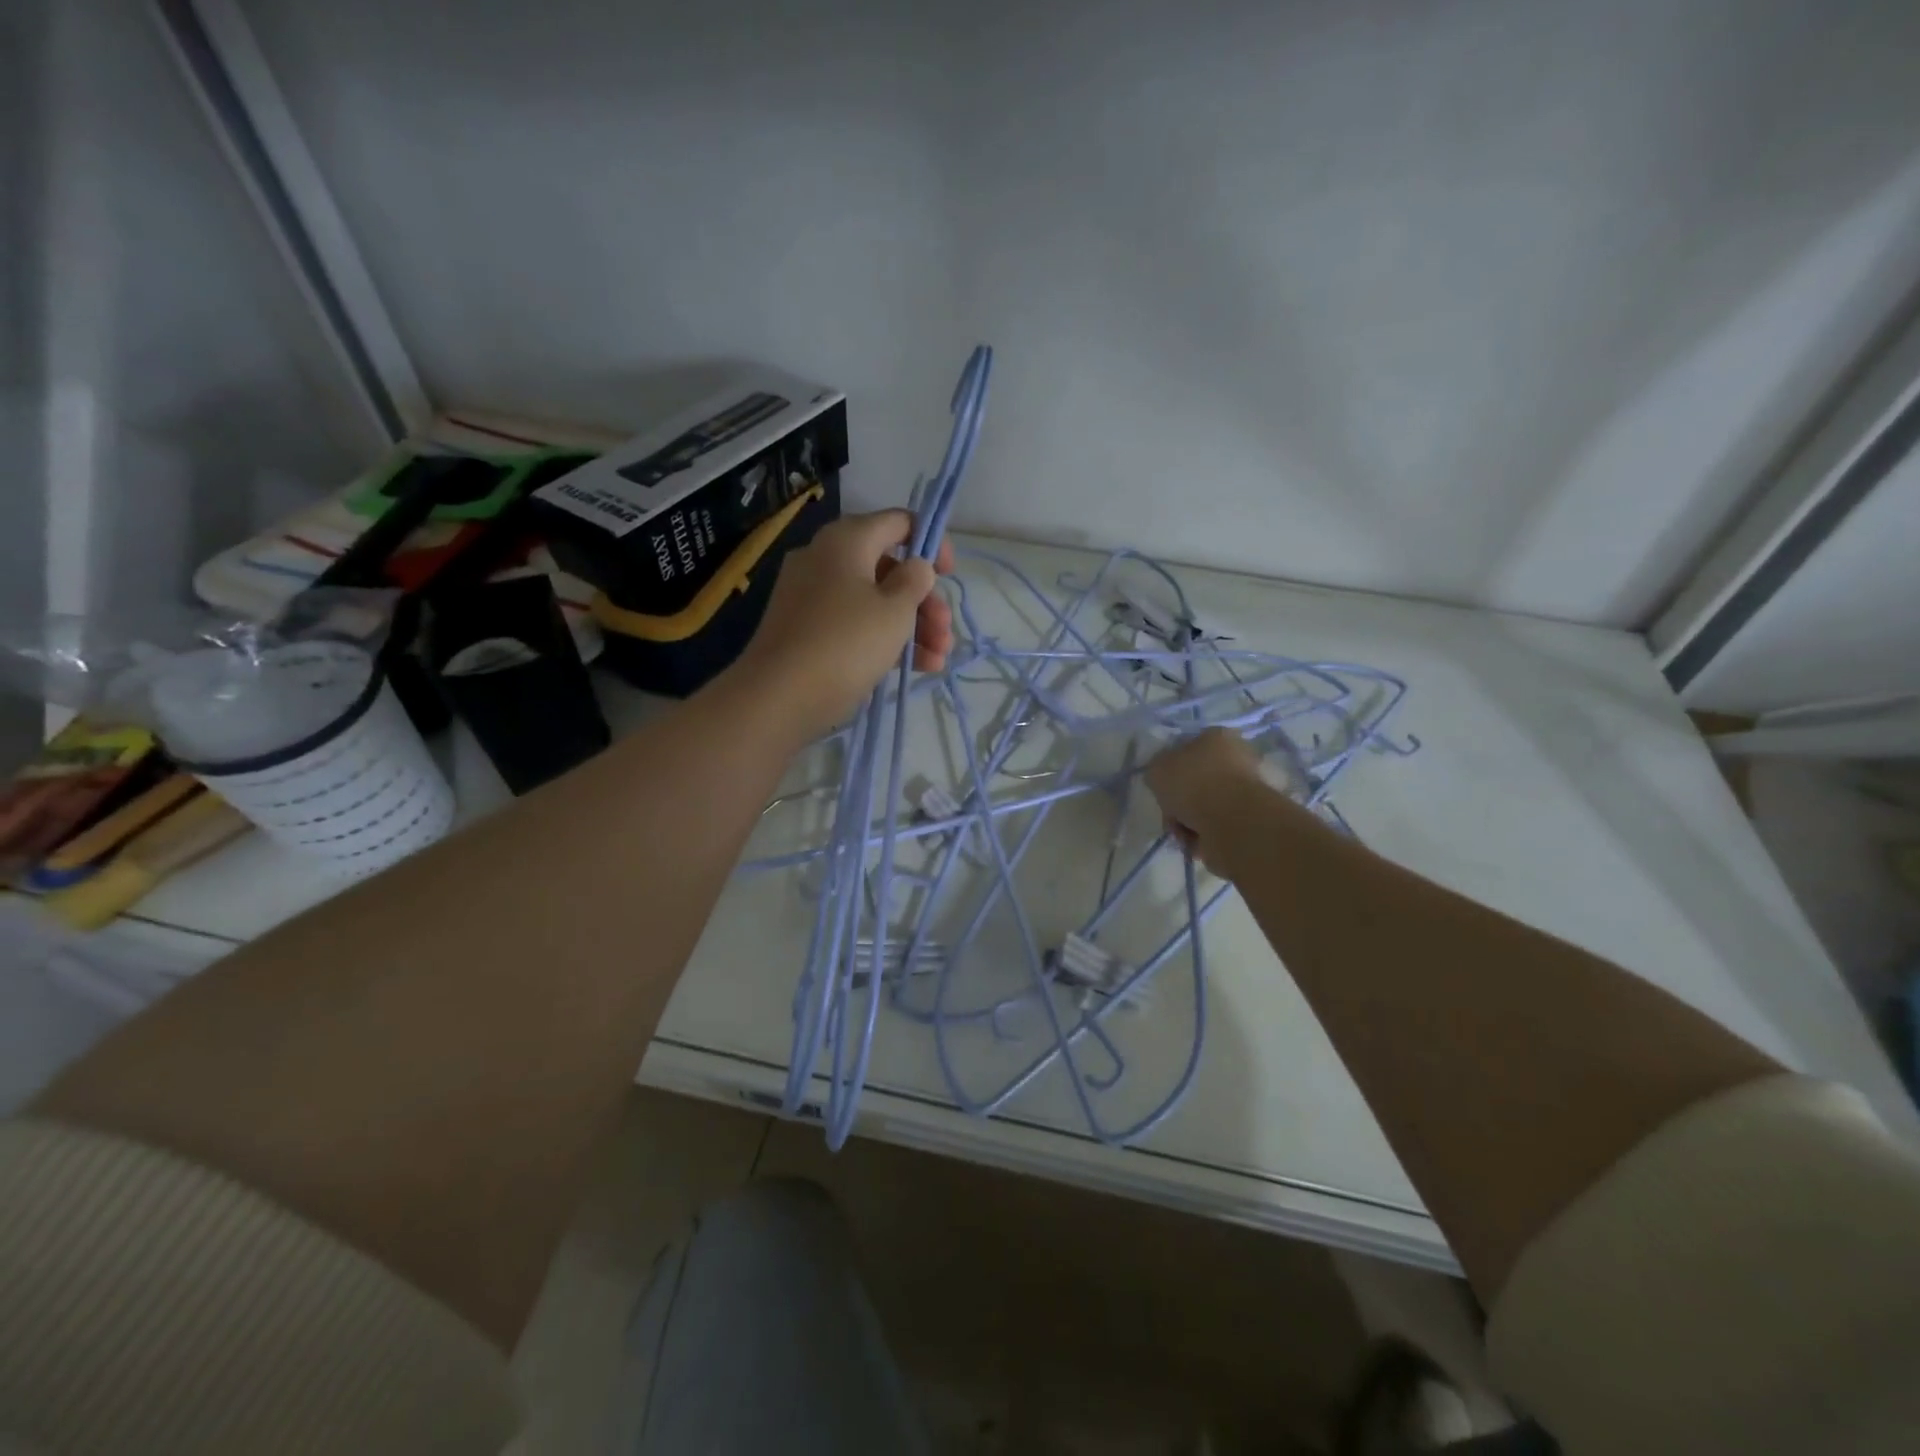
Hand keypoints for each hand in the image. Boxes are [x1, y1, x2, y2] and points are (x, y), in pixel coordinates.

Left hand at [731, 510, 955, 734]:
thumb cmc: (846, 643)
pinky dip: (884, 640)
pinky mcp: (807, 630)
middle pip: (889, 568)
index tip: (948, 575)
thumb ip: (915, 581)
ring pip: (874, 601)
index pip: (898, 522)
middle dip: (925, 600)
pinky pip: (854, 624)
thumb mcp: (895, 610)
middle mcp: (826, 559)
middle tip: (945, 632)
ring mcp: (812, 596)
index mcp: (847, 540)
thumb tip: (915, 566)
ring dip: (912, 626)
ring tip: (938, 659)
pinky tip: (915, 667)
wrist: (779, 696)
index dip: (931, 543)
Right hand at [1143, 728, 1273, 875]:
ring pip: (1202, 806)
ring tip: (1182, 830)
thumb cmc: (1193, 783)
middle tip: (1170, 812)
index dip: (1170, 768)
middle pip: (1195, 781)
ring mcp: (1245, 791)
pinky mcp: (1248, 820)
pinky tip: (1195, 840)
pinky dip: (1202, 834)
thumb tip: (1163, 777)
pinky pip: (1214, 826)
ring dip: (1186, 820)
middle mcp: (1237, 759)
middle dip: (1178, 800)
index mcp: (1218, 737)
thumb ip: (1157, 769)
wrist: (1230, 821)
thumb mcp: (1157, 768)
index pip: (1188, 748)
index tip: (1161, 786)